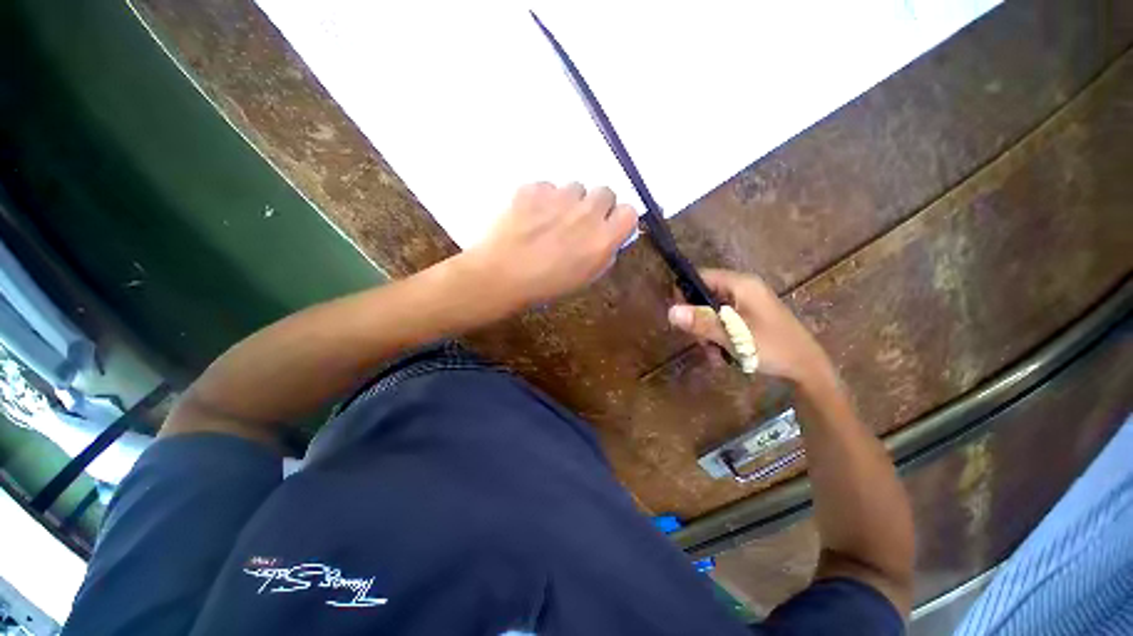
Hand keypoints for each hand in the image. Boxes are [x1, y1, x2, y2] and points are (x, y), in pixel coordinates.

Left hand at [464, 182, 636, 307]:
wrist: (500, 276)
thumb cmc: (544, 286)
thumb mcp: (583, 278)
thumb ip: (603, 253)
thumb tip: (608, 237)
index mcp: (602, 239)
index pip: (629, 212)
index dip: (618, 219)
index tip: (607, 227)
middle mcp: (586, 213)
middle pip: (605, 192)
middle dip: (596, 205)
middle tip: (578, 223)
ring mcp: (559, 197)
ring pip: (575, 187)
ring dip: (569, 201)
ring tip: (550, 220)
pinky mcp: (534, 188)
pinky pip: (547, 187)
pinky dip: (543, 199)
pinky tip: (530, 217)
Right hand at [667, 269, 835, 385]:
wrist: (807, 369)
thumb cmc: (771, 348)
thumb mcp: (733, 335)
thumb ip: (702, 322)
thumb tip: (670, 311)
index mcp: (741, 284)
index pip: (701, 277)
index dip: (685, 293)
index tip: (679, 317)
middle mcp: (743, 289)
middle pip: (705, 296)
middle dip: (698, 319)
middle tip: (701, 341)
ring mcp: (747, 303)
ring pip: (712, 311)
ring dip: (707, 332)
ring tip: (713, 353)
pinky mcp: (750, 317)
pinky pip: (724, 321)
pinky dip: (718, 336)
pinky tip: (721, 355)